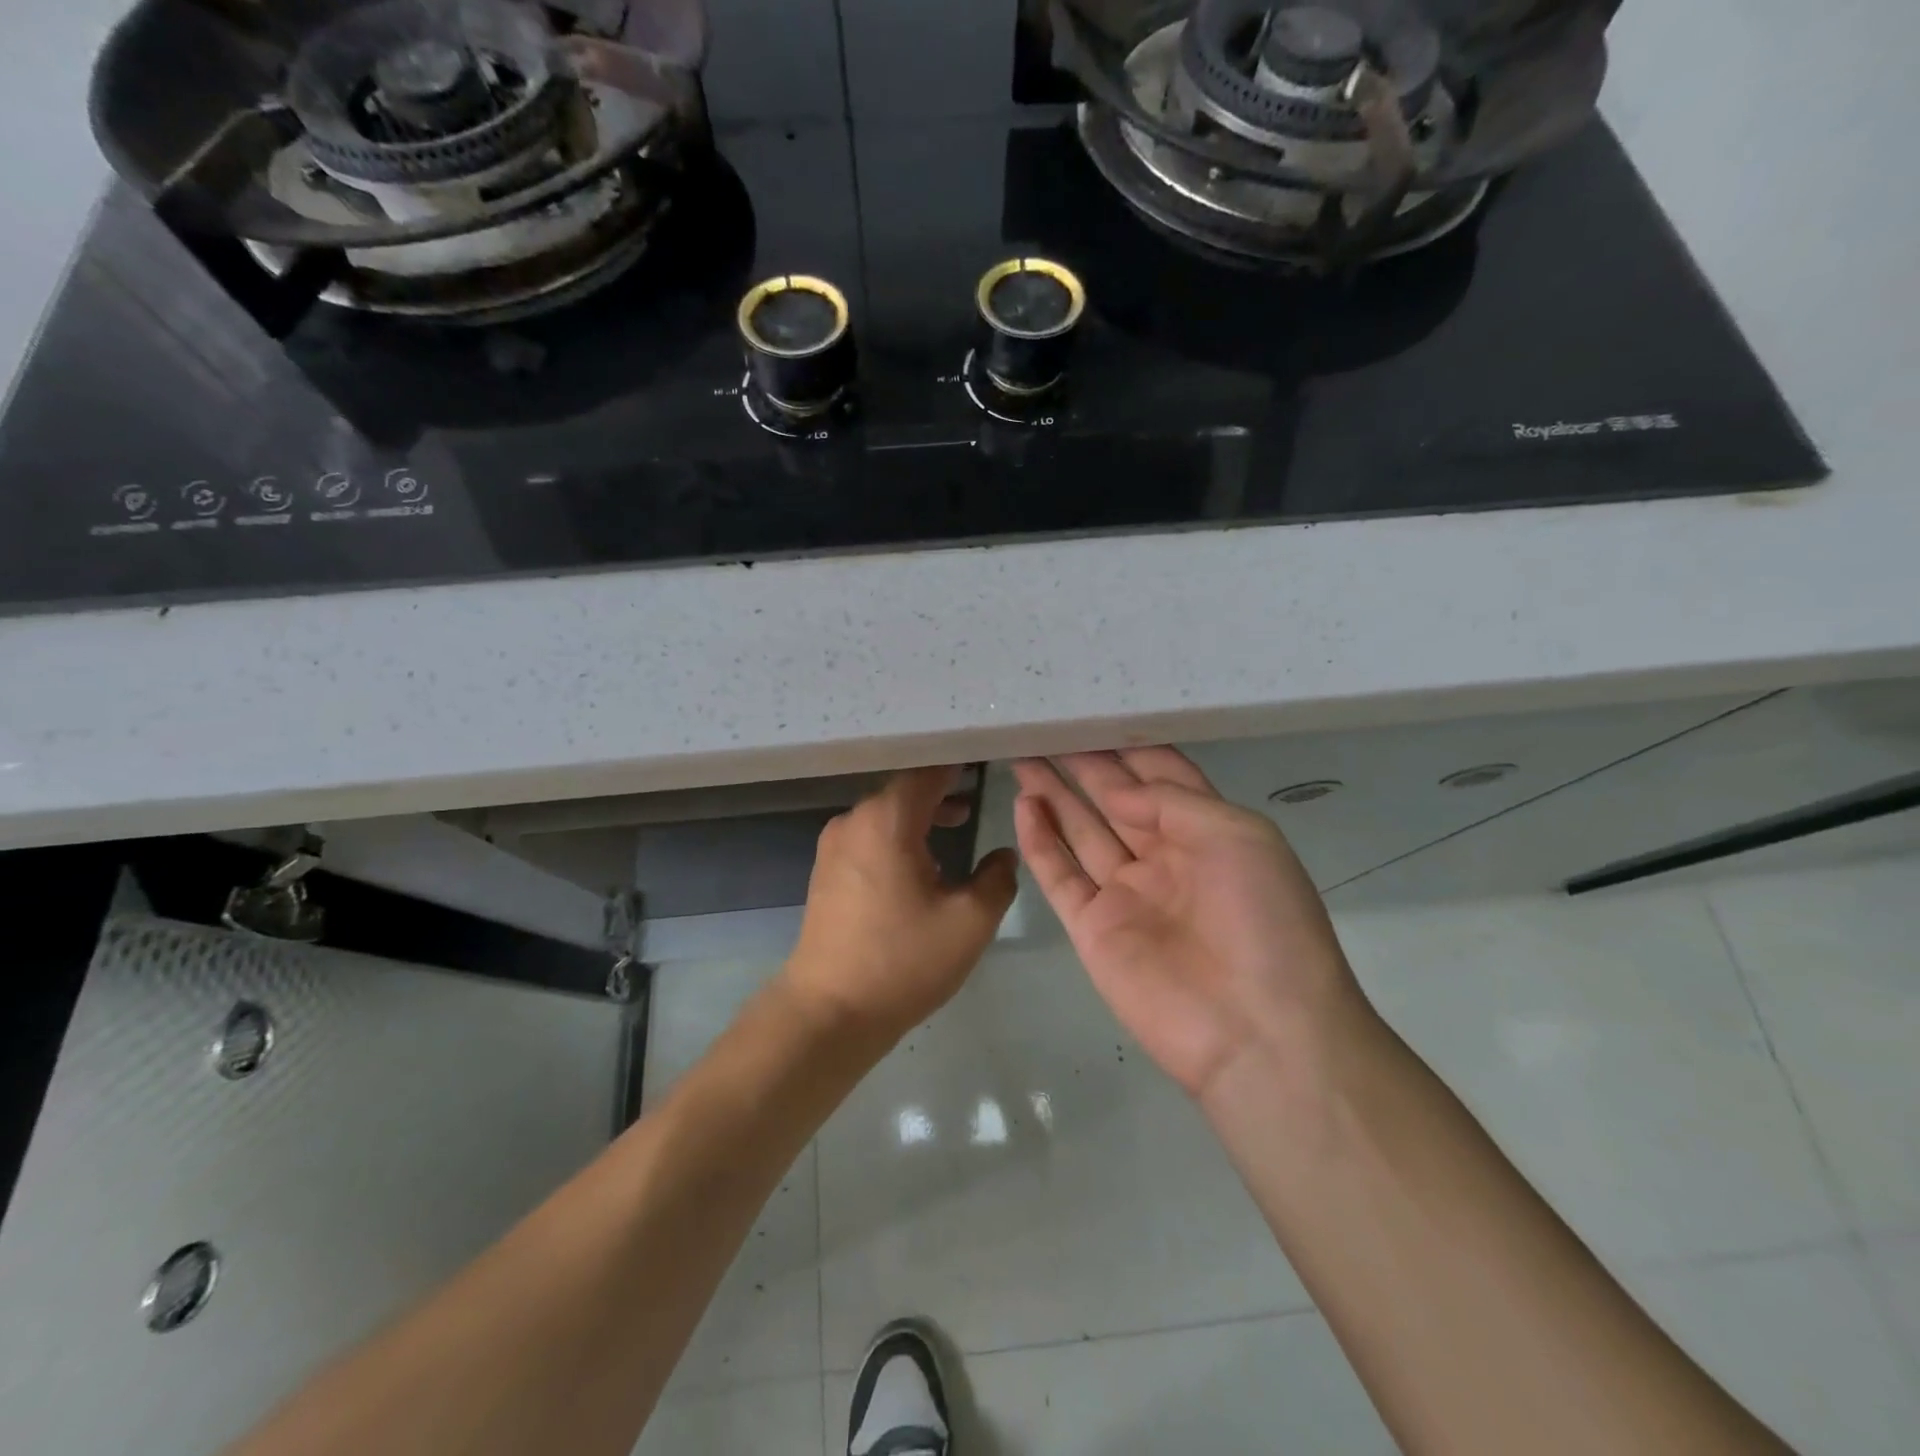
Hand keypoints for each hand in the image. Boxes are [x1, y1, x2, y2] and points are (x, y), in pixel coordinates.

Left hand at [784, 767, 1018, 1043]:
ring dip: (922, 814)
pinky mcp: (826, 871)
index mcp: (887, 820)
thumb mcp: (969, 921)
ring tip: (959, 823)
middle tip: (979, 793)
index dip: (959, 764)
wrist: (829, 1011)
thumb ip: (997, 879)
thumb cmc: (903, 960)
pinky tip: (922, 861)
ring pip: (886, 814)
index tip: (987, 760)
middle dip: (943, 789)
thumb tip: (1003, 855)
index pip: (928, 772)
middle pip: (904, 789)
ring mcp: (834, 846)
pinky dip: (899, 835)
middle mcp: (854, 821)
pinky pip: (869, 836)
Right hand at [1012, 748, 1367, 1102]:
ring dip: (1054, 794)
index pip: (1162, 778)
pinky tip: (1025, 806)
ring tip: (1023, 756)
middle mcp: (1164, 858)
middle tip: (1044, 729)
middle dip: (1083, 764)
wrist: (1258, 1032)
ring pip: (1081, 831)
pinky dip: (1040, 842)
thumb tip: (1118, 792)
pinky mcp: (1093, 928)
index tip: (1094, 715)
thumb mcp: (1238, 837)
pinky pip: (1060, 876)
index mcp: (1209, 834)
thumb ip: (1173, 802)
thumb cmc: (1264, 921)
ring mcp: (1125, 894)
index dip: (1129, 748)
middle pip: (1115, 800)